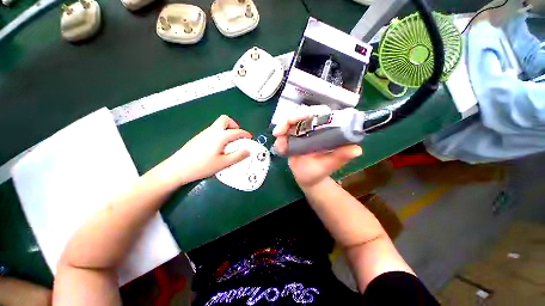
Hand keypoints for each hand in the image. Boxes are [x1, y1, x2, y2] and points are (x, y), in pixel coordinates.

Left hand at [158, 115, 251, 186]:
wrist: (177, 168)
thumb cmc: (202, 166)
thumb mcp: (223, 163)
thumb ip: (238, 156)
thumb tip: (248, 151)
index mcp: (220, 136)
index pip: (236, 132)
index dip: (245, 134)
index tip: (250, 138)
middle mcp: (212, 131)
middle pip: (224, 120)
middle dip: (233, 125)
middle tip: (237, 136)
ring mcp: (204, 133)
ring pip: (218, 125)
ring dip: (226, 130)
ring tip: (229, 144)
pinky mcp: (198, 138)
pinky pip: (213, 131)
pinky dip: (220, 134)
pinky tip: (218, 147)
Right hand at [272, 111, 361, 188]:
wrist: (307, 179)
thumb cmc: (320, 171)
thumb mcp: (330, 165)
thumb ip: (340, 157)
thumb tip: (357, 150)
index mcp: (324, 130)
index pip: (318, 113)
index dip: (309, 112)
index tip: (301, 117)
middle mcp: (312, 128)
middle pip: (301, 115)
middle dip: (291, 118)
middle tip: (282, 127)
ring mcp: (300, 133)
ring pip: (289, 123)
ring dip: (282, 127)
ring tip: (277, 136)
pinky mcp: (291, 139)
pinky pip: (282, 135)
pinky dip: (279, 139)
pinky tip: (279, 147)